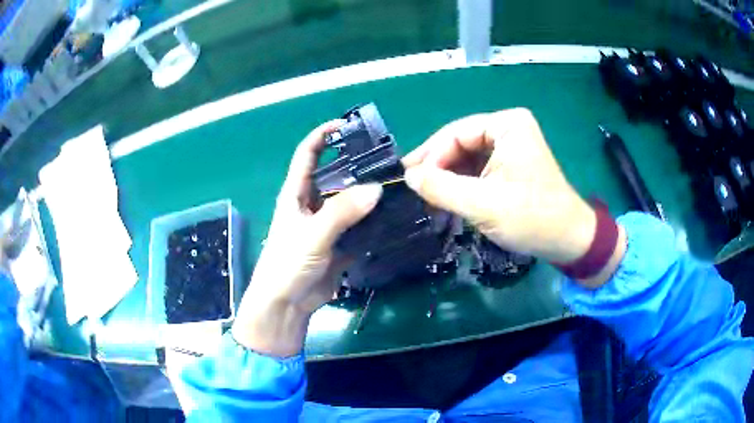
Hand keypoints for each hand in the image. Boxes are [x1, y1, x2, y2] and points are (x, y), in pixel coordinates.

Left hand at [232, 121, 381, 356]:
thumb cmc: (287, 264)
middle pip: (335, 176)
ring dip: (368, 196)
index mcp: (296, 193)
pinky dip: (373, 222)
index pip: (307, 154)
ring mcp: (327, 225)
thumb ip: (341, 212)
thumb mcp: (312, 235)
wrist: (287, 305)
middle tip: (387, 161)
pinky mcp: (339, 244)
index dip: (322, 135)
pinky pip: (359, 227)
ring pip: (350, 202)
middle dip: (357, 166)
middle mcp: (311, 204)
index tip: (347, 124)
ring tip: (396, 185)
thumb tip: (376, 189)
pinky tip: (393, 217)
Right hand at [403, 108, 624, 286]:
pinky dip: (461, 183)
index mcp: (507, 125)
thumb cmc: (532, 218)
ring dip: (447, 176)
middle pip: (460, 143)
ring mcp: (510, 146)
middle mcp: (508, 128)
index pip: (456, 133)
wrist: (567, 240)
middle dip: (437, 166)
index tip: (409, 180)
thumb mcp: (483, 204)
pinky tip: (446, 197)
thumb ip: (441, 188)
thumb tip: (407, 177)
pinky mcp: (510, 165)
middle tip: (411, 187)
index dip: (431, 156)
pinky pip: (477, 168)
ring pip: (466, 157)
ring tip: (424, 195)